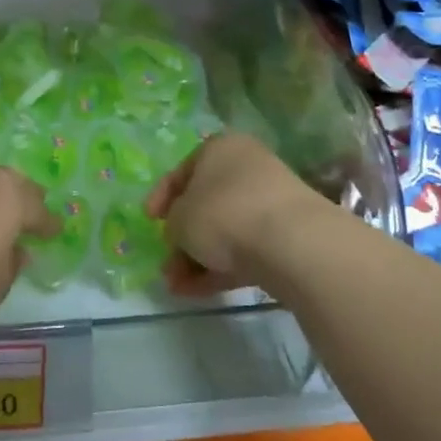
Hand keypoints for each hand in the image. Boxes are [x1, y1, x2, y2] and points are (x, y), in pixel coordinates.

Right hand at [144, 133, 316, 295]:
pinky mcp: (286, 235)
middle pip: (205, 203)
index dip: (160, 197)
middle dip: (182, 237)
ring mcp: (271, 202)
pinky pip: (245, 249)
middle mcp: (247, 168)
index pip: (182, 171)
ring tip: (178, 286)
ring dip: (198, 257)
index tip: (148, 221)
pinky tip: (199, 292)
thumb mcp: (179, 218)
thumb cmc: (223, 214)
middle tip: (166, 262)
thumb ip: (172, 224)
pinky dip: (221, 267)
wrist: (291, 243)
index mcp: (220, 149)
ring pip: (225, 230)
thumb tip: (180, 234)